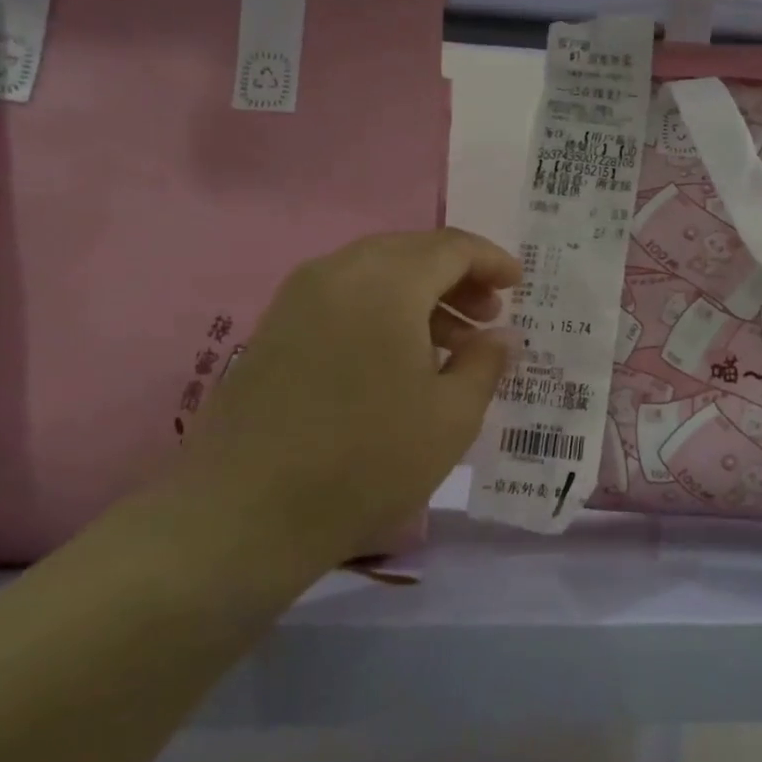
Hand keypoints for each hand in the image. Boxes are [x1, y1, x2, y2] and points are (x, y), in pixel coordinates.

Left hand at [169, 229, 520, 567]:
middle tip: (489, 315)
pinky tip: (400, 358)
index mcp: (386, 284)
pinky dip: (383, 310)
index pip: (451, 247)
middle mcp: (338, 273)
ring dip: (421, 295)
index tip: (518, 285)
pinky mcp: (275, 329)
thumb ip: (485, 363)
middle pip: (411, 251)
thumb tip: (500, 335)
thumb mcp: (452, 416)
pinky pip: (344, 298)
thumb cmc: (367, 460)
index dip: (491, 261)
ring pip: (375, 273)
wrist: (244, 514)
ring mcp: (298, 299)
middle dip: (457, 276)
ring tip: (454, 342)